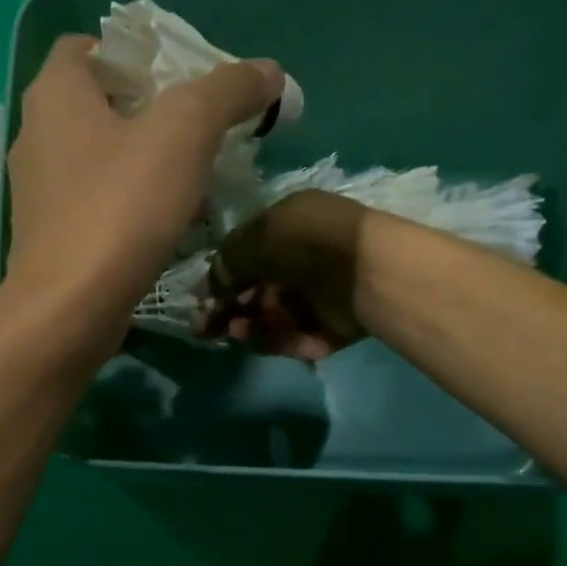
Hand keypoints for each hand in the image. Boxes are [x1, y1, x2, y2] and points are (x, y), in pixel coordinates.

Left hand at [4, 34, 284, 348]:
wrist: (70, 308)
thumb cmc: (120, 206)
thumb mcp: (185, 131)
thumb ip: (228, 90)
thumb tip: (267, 72)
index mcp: (56, 93)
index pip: (90, 46)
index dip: (138, 52)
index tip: (184, 76)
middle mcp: (37, 134)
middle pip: (102, 102)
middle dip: (156, 109)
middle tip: (204, 125)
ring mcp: (41, 190)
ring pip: (104, 156)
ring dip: (150, 159)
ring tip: (199, 175)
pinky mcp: (52, 234)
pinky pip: (99, 200)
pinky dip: (135, 200)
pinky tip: (173, 220)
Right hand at [196, 190, 369, 360]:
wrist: (365, 272)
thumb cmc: (307, 242)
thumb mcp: (257, 237)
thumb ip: (228, 260)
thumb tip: (215, 284)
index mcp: (290, 226)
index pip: (249, 253)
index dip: (223, 276)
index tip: (201, 298)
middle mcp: (304, 259)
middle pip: (258, 290)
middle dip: (229, 308)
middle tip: (205, 326)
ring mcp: (320, 295)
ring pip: (273, 316)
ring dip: (247, 324)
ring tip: (233, 330)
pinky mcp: (331, 327)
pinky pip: (294, 336)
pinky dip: (272, 338)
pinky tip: (252, 337)